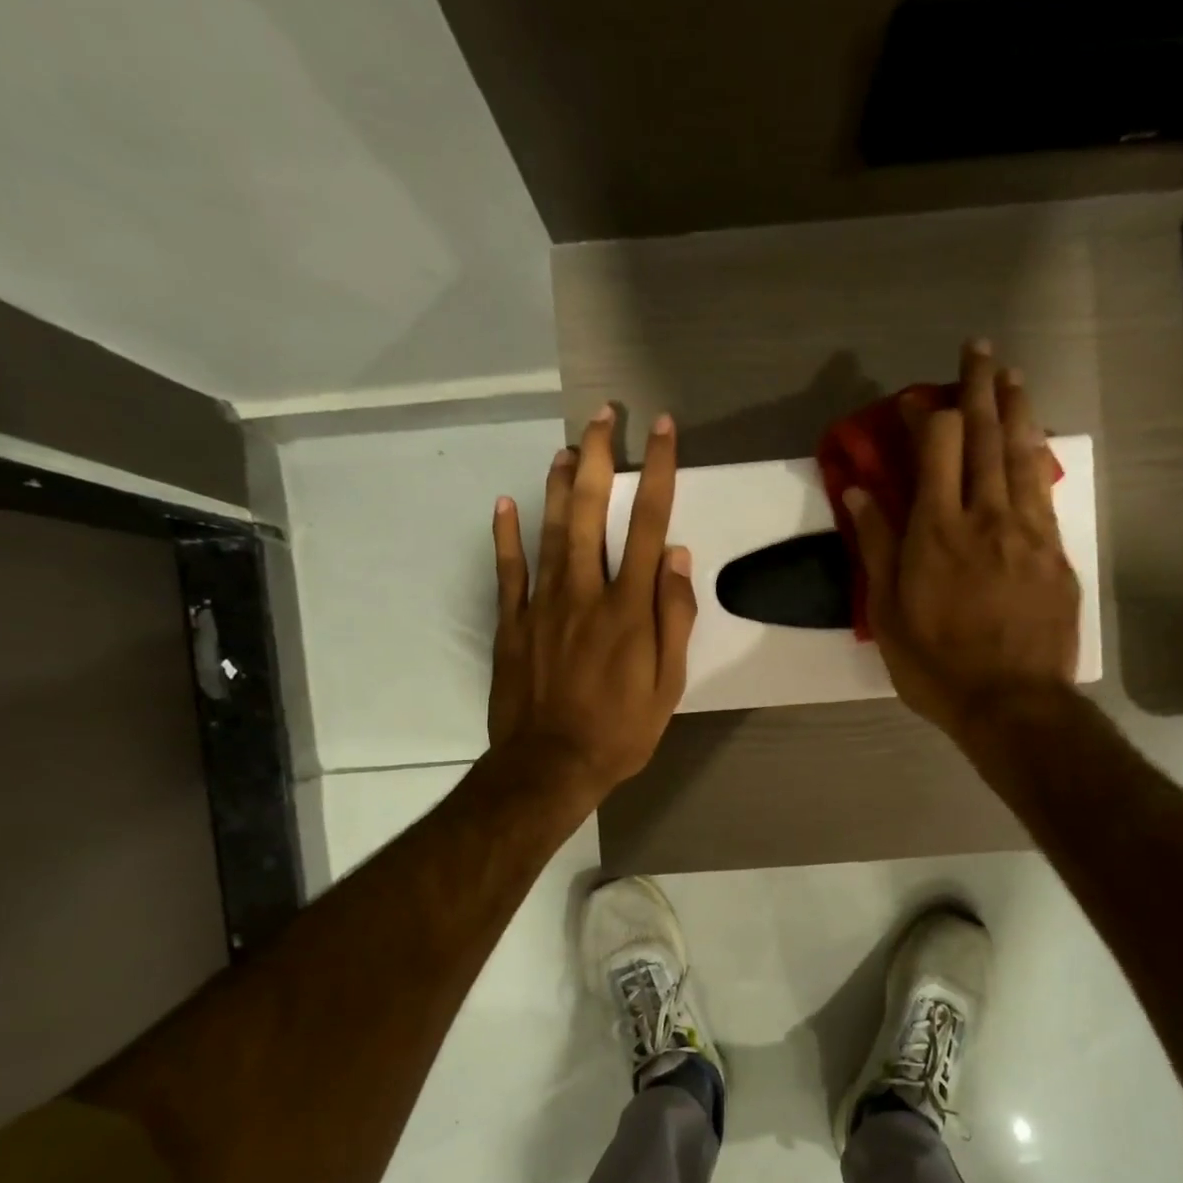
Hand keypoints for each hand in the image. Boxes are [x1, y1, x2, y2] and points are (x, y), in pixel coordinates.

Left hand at [487, 407, 696, 805]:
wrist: (550, 766)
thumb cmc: (620, 731)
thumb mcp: (668, 686)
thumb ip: (674, 619)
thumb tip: (677, 557)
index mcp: (629, 608)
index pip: (648, 524)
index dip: (658, 472)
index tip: (663, 430)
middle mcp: (585, 592)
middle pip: (590, 511)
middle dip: (600, 457)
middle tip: (604, 416)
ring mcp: (543, 604)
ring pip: (549, 529)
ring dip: (558, 483)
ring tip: (567, 446)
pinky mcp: (512, 623)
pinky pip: (508, 570)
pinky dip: (505, 535)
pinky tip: (505, 502)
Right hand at [845, 340, 1080, 739]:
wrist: (1012, 702)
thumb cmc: (936, 665)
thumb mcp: (888, 613)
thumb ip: (875, 545)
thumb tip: (859, 489)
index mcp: (937, 530)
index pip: (935, 447)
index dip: (923, 413)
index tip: (911, 397)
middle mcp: (986, 516)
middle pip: (984, 435)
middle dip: (979, 386)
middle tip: (978, 346)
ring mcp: (1027, 531)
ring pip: (1021, 453)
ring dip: (1015, 408)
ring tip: (1011, 374)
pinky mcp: (1054, 552)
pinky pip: (1044, 489)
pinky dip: (1036, 455)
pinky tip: (1034, 440)